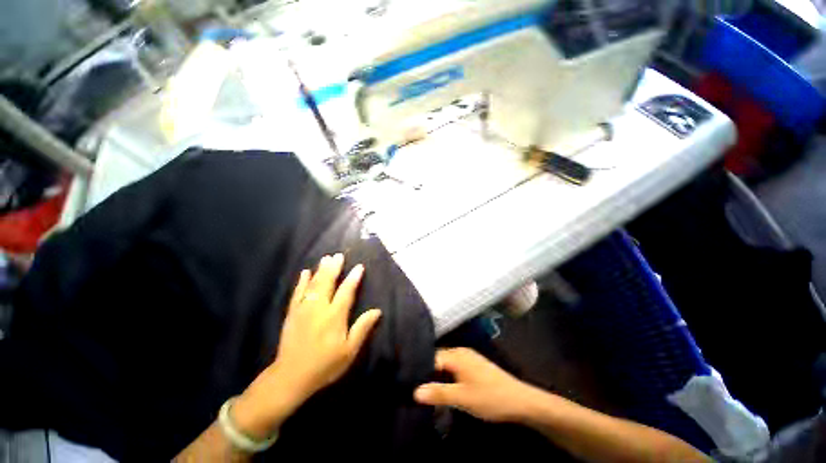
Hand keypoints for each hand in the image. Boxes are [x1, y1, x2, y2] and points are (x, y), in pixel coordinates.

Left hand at [232, 254, 381, 437]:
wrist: (291, 377)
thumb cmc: (325, 365)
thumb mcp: (349, 351)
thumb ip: (362, 328)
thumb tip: (377, 311)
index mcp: (334, 316)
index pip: (346, 291)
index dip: (353, 278)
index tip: (359, 266)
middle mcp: (319, 307)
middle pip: (327, 282)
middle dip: (334, 267)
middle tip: (338, 255)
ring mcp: (303, 309)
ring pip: (313, 284)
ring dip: (320, 270)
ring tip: (326, 258)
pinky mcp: (292, 313)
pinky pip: (297, 293)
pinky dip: (302, 281)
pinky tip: (305, 272)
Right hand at [413, 348, 538, 422]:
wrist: (520, 401)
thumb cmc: (490, 397)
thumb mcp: (462, 398)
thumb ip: (438, 393)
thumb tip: (414, 391)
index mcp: (457, 355)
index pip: (431, 357)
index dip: (420, 369)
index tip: (409, 383)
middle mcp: (461, 352)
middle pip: (438, 359)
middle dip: (428, 373)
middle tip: (416, 389)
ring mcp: (469, 358)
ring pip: (447, 364)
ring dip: (438, 376)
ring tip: (427, 390)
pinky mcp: (474, 366)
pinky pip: (455, 367)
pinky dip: (447, 376)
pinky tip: (445, 388)